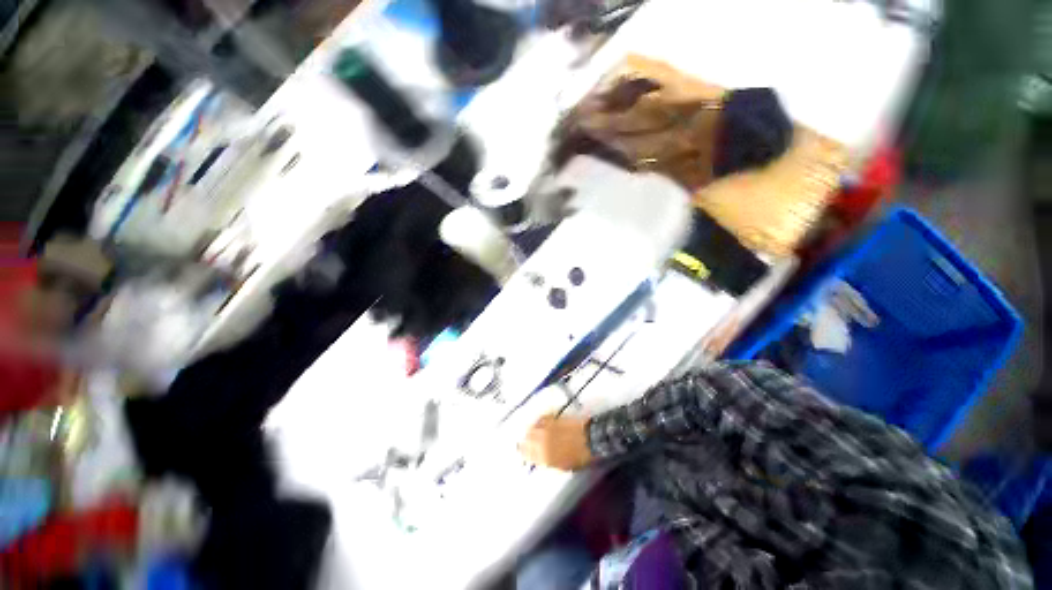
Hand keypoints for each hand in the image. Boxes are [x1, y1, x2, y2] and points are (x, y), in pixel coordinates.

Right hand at [519, 414, 592, 470]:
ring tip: (530, 432)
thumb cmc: (579, 457)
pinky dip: (538, 421)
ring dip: (529, 431)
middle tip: (524, 443)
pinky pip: (541, 418)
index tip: (522, 454)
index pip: (526, 455)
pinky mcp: (553, 418)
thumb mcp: (563, 466)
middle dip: (525, 441)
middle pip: (526, 440)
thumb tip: (539, 460)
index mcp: (545, 457)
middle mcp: (543, 442)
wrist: (590, 439)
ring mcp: (547, 429)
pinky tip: (538, 423)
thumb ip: (548, 462)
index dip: (523, 454)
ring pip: (532, 428)